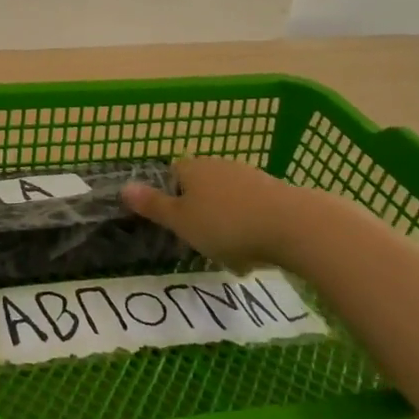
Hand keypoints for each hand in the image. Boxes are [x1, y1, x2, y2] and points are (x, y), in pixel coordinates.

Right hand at [120, 156, 323, 270]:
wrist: (295, 226)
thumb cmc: (227, 225)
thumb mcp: (182, 222)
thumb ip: (153, 205)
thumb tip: (123, 187)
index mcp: (191, 168)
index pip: (171, 175)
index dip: (169, 198)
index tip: (174, 224)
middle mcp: (218, 164)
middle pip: (200, 187)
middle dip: (200, 213)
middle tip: (201, 243)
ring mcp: (250, 176)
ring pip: (228, 199)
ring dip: (226, 222)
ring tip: (231, 254)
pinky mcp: (277, 192)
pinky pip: (253, 210)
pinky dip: (251, 227)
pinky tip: (257, 252)